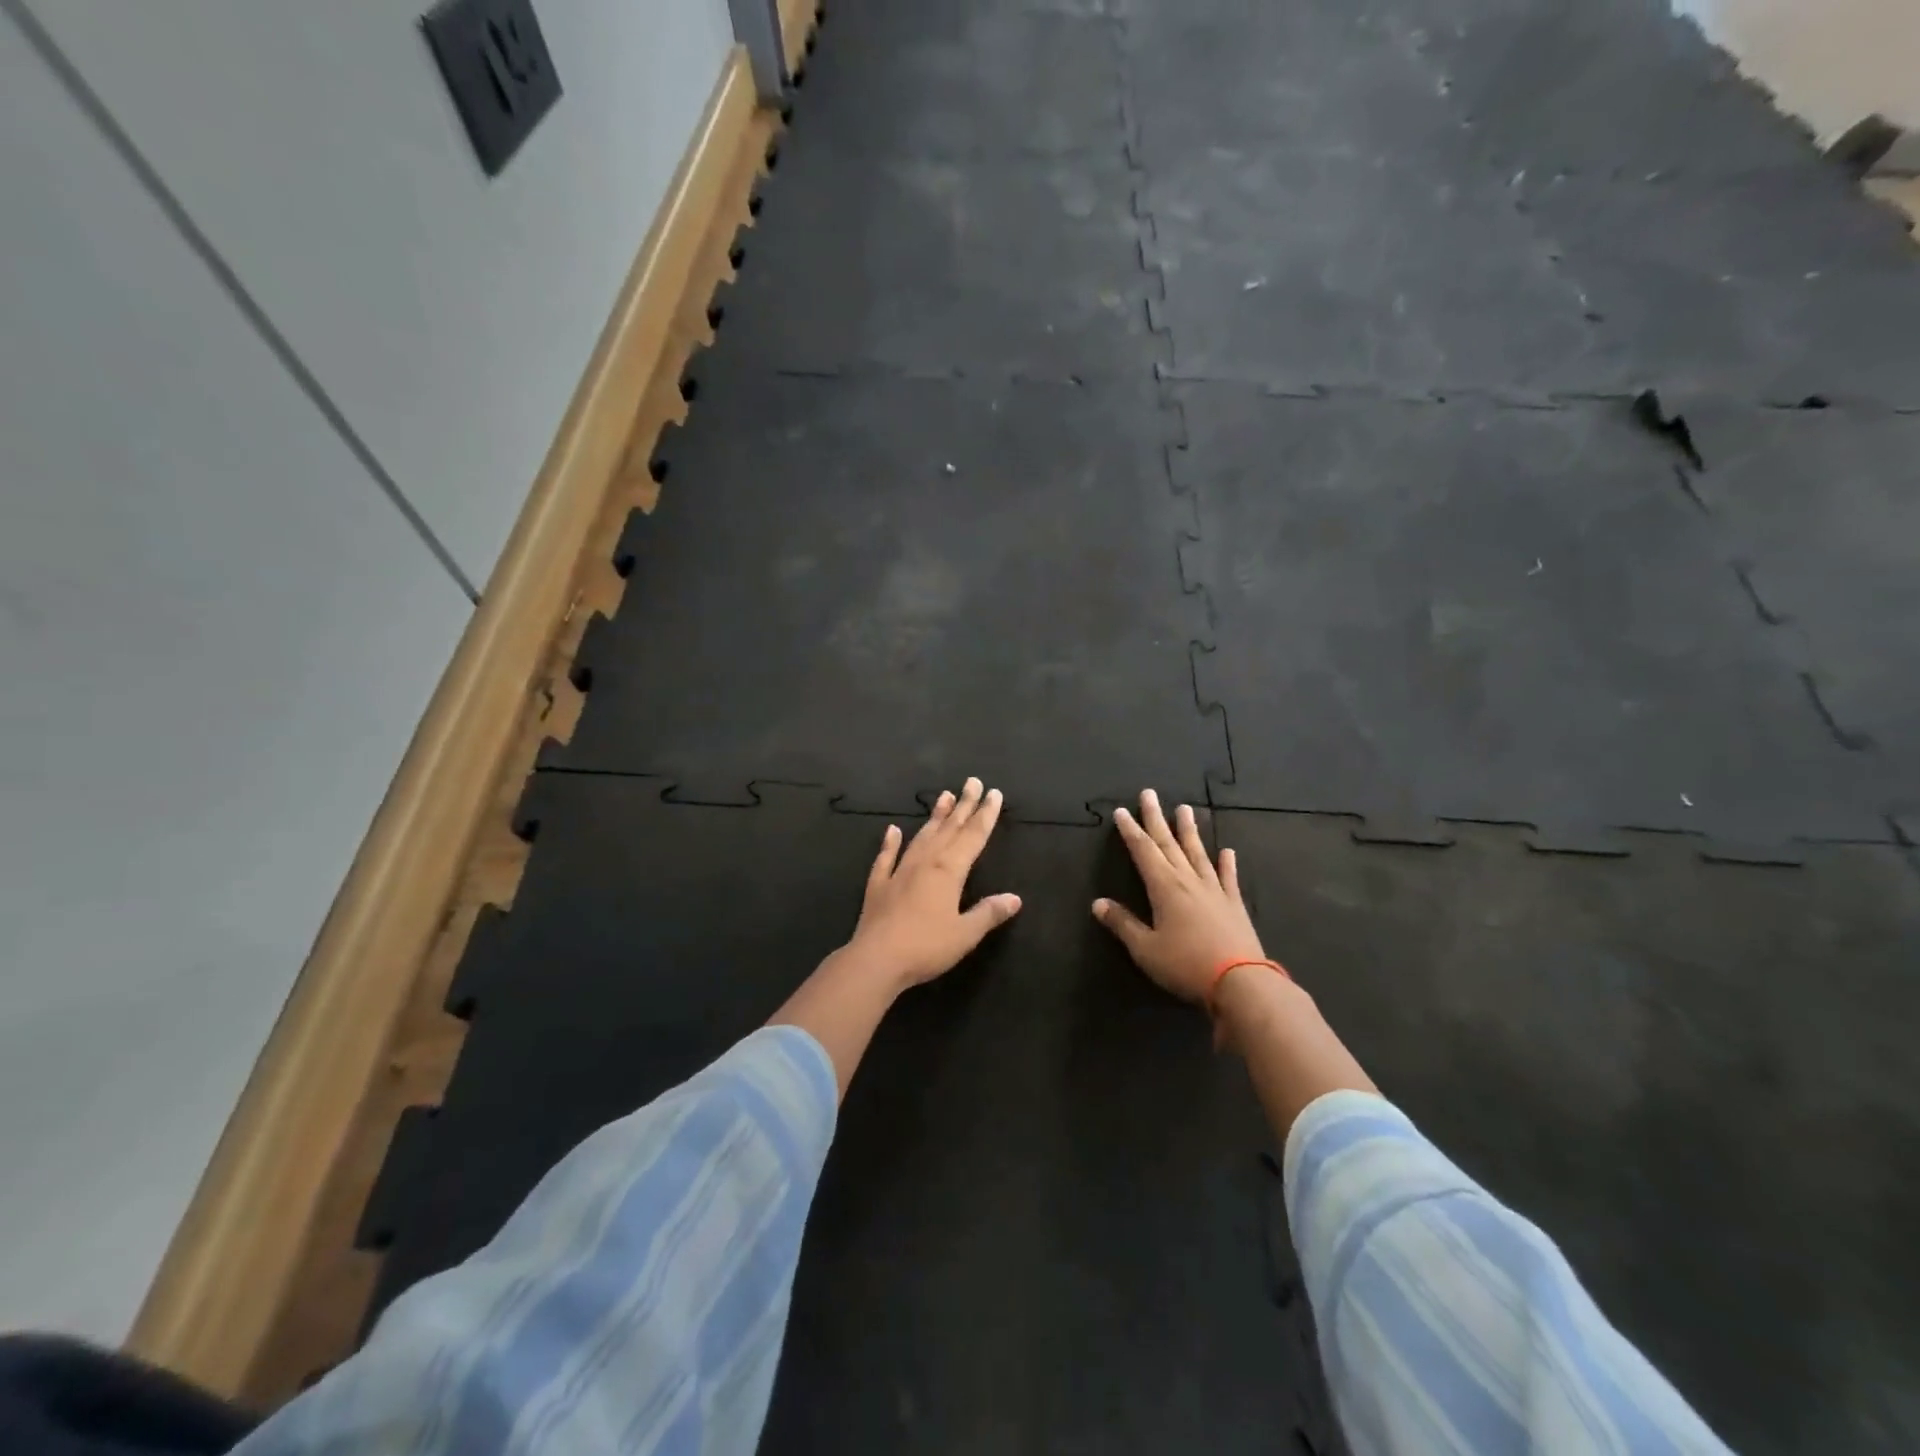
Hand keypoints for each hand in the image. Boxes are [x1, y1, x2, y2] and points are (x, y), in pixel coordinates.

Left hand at [839, 777, 1022, 990]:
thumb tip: (1014, 898)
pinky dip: (890, 842)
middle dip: (963, 806)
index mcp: (949, 871)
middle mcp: (925, 862)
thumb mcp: (965, 934)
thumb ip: (988, 913)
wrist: (876, 959)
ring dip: (934, 817)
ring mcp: (899, 871)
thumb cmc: (926, 947)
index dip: (985, 815)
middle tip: (972, 782)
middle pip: (949, 829)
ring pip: (921, 837)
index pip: (972, 837)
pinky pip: (886, 857)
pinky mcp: (878, 885)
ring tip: (944, 796)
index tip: (993, 794)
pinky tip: (892, 830)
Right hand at [1093, 789, 1265, 1003]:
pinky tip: (1227, 851)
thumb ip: (1122, 924)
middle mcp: (1188, 880)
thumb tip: (1097, 904)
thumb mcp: (1145, 949)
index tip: (1121, 811)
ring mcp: (1214, 890)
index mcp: (1164, 887)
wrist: (1239, 982)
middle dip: (1156, 818)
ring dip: (1189, 830)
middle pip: (1169, 843)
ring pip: (1198, 853)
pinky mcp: (1233, 904)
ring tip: (1185, 809)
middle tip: (1149, 794)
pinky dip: (1226, 863)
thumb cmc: (1186, 964)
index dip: (1130, 831)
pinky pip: (1228, 877)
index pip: (1143, 851)